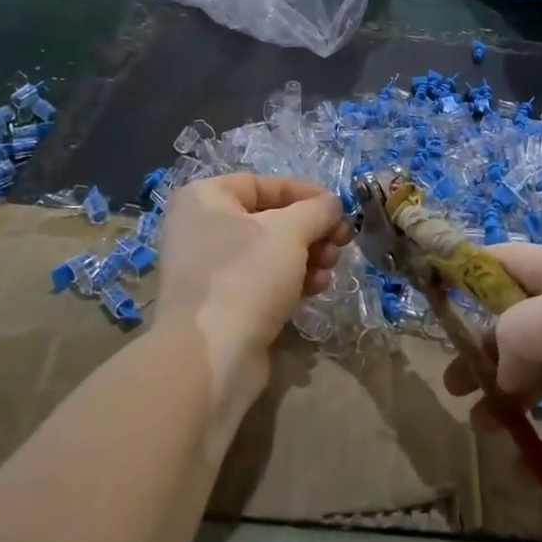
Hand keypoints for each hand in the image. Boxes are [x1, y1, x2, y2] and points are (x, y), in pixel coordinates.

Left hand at [154, 174, 351, 422]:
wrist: (210, 357)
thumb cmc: (246, 276)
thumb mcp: (290, 231)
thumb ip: (317, 210)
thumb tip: (331, 204)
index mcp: (204, 198)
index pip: (264, 184)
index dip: (306, 193)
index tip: (338, 209)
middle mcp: (200, 228)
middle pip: (270, 219)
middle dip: (311, 231)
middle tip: (340, 243)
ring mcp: (208, 269)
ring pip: (269, 252)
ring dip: (307, 257)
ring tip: (329, 270)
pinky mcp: (220, 304)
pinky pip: (261, 281)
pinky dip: (290, 281)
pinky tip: (315, 289)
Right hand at [443, 241, 541, 486]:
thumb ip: (515, 334)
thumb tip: (504, 370)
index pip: (502, 260)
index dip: (462, 275)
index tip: (425, 302)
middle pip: (517, 322)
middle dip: (482, 351)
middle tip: (453, 386)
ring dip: (510, 399)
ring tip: (483, 429)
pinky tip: (529, 468)